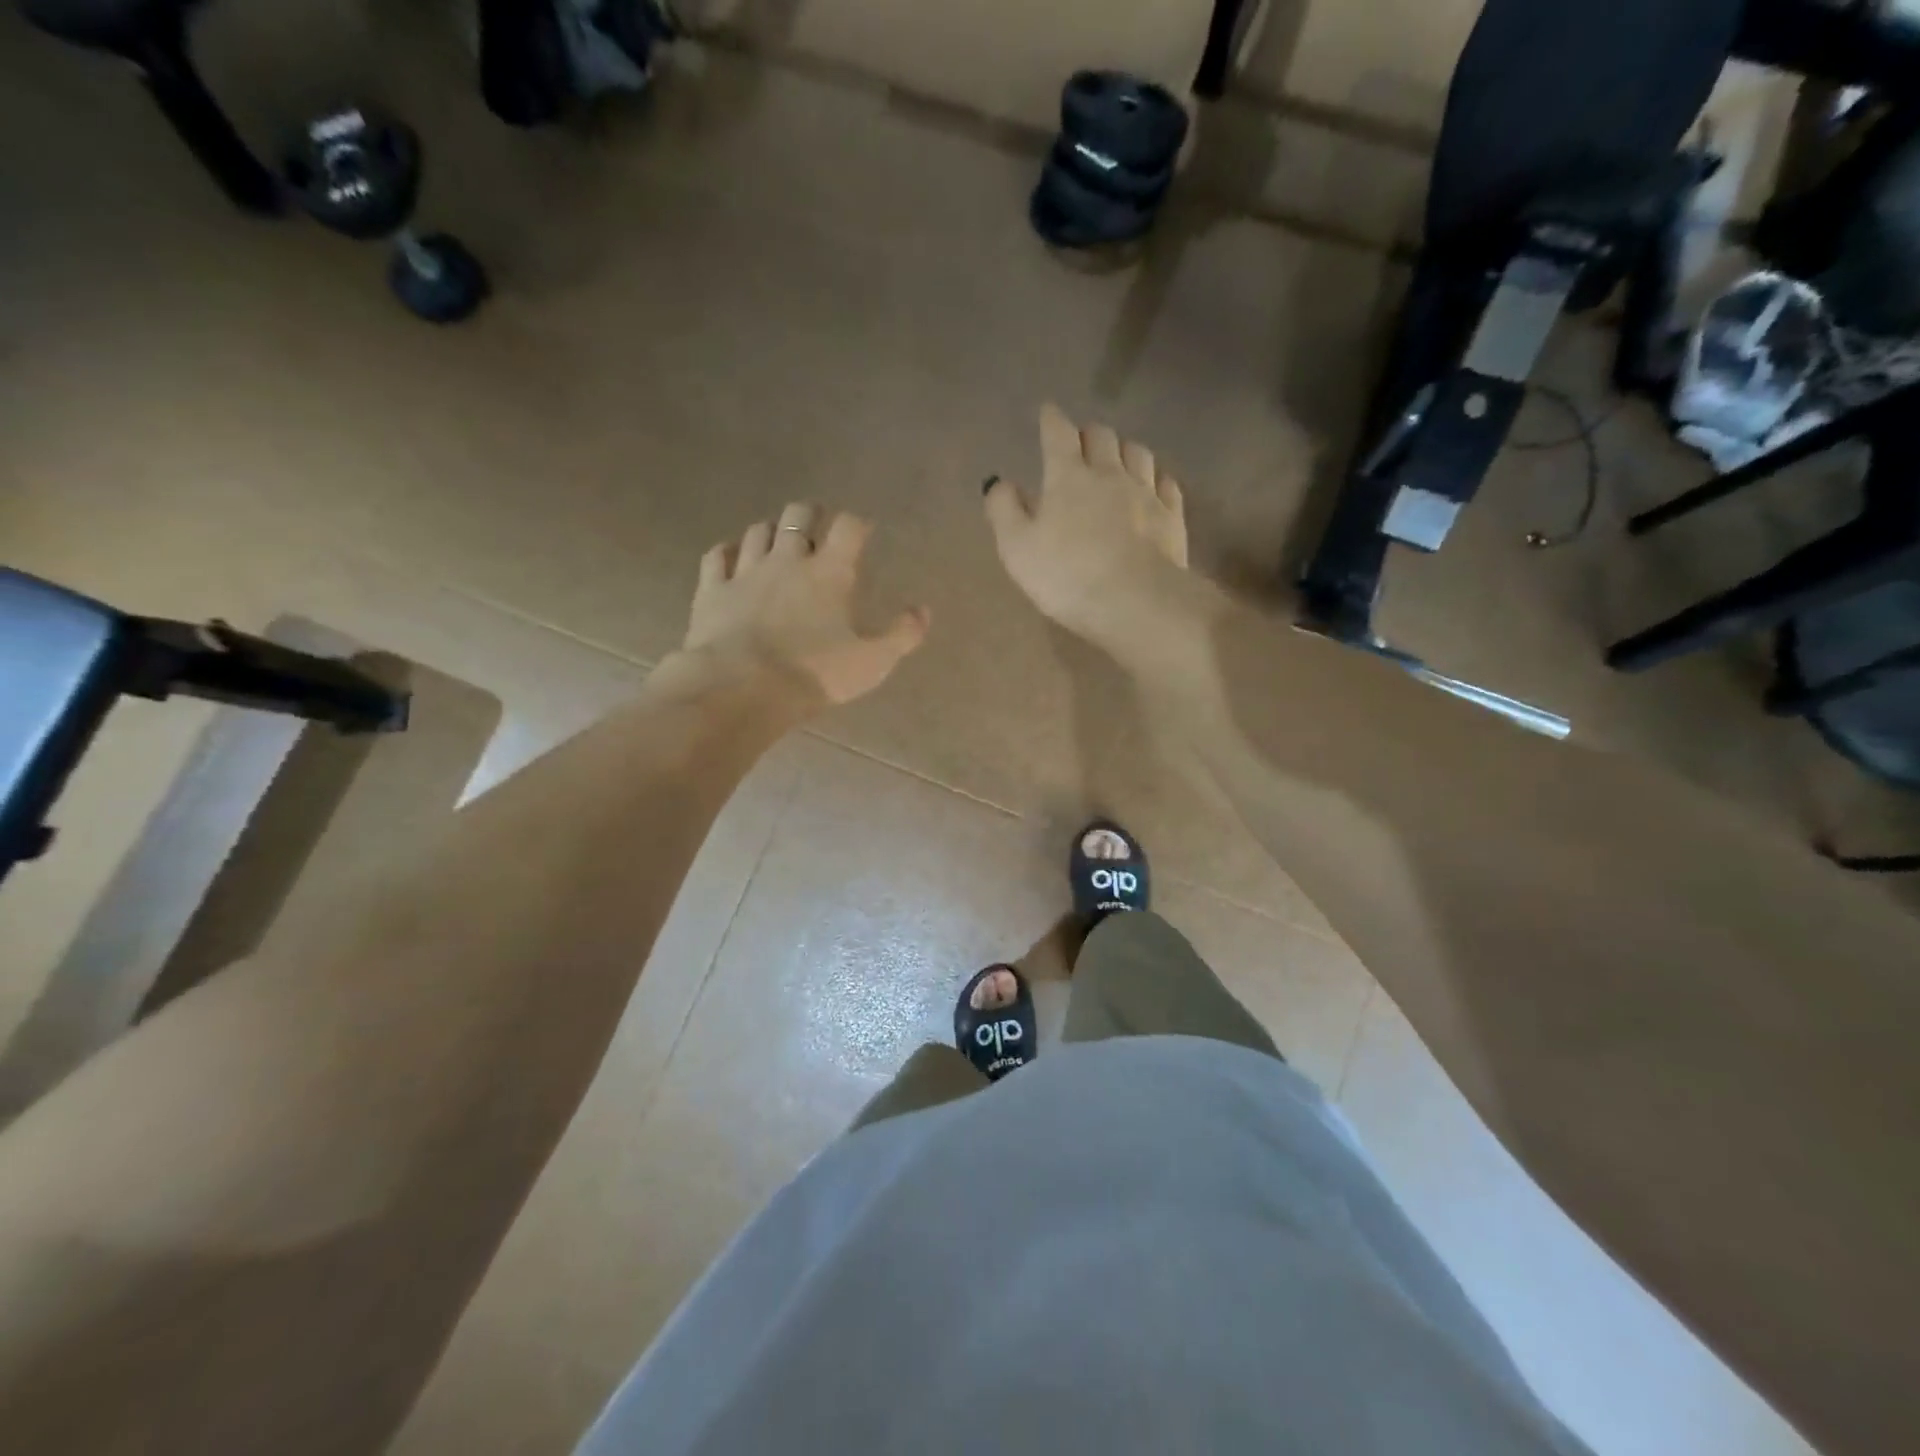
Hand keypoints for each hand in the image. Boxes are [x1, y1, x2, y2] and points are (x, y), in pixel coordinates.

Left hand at [681, 503, 929, 708]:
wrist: (742, 688)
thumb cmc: (815, 674)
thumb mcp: (872, 662)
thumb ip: (902, 635)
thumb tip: (923, 611)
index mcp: (830, 573)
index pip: (848, 527)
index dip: (857, 523)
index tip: (862, 532)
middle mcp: (787, 559)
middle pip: (798, 514)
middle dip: (811, 515)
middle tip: (818, 529)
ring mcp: (745, 571)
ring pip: (758, 531)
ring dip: (771, 531)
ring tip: (778, 542)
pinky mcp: (712, 589)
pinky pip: (717, 556)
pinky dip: (727, 551)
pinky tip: (731, 557)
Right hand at [983, 405, 1187, 648]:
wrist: (1135, 602)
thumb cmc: (1066, 576)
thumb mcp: (1017, 548)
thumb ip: (1004, 510)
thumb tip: (1000, 482)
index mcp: (1068, 477)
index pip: (1058, 434)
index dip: (1051, 420)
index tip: (1047, 412)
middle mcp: (1110, 474)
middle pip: (1102, 436)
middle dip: (1088, 434)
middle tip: (1080, 444)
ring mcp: (1146, 493)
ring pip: (1138, 453)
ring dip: (1124, 450)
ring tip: (1117, 460)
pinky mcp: (1172, 517)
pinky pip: (1166, 484)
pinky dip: (1156, 479)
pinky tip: (1152, 487)